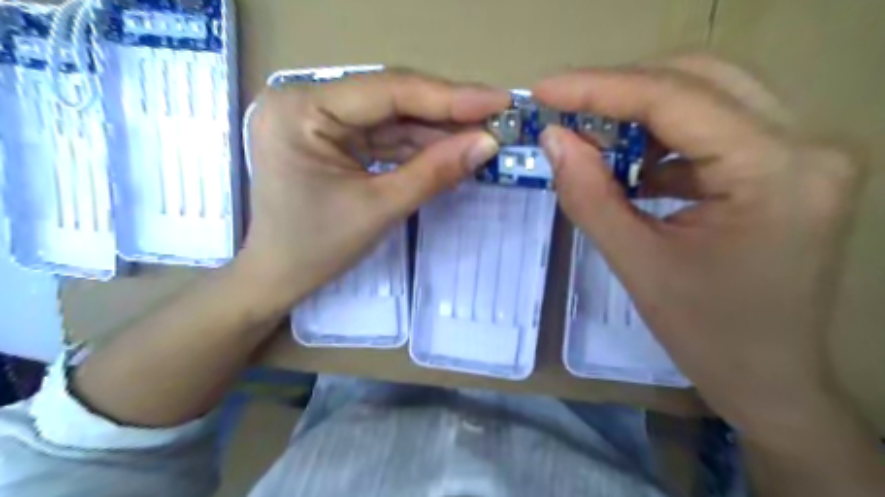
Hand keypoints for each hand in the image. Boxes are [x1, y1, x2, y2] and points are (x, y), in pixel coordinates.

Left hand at [239, 70, 507, 309]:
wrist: (279, 276)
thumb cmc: (317, 248)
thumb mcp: (380, 208)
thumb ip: (435, 172)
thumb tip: (488, 144)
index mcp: (300, 110)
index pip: (387, 91)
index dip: (448, 97)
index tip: (498, 101)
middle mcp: (305, 101)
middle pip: (390, 99)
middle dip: (446, 113)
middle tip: (497, 118)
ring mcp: (317, 118)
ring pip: (391, 117)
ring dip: (437, 130)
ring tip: (482, 136)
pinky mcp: (330, 137)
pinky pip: (382, 135)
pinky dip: (417, 146)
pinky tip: (451, 149)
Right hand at [533, 57, 864, 439]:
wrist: (770, 378)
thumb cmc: (706, 334)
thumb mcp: (636, 265)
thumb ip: (589, 196)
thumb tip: (553, 138)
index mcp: (775, 172)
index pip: (675, 98)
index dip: (599, 88)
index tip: (544, 91)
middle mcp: (806, 144)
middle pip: (698, 79)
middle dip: (620, 91)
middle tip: (566, 111)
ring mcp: (803, 152)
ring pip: (707, 96)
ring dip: (641, 113)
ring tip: (594, 142)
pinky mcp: (786, 166)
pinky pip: (714, 128)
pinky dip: (663, 139)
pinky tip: (633, 168)